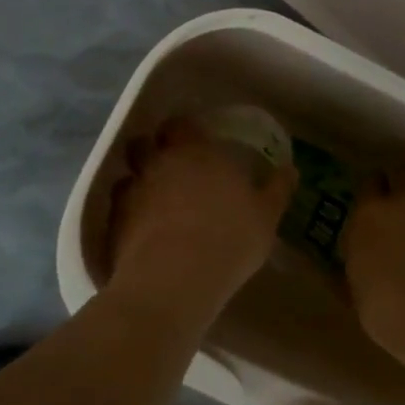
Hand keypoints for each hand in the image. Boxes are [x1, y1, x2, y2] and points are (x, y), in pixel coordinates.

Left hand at [105, 118, 296, 324]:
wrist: (174, 280)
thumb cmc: (229, 239)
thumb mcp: (266, 216)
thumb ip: (277, 189)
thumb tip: (291, 169)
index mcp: (196, 151)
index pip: (181, 124)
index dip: (185, 131)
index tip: (196, 142)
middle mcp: (159, 162)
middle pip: (145, 142)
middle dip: (155, 150)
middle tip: (173, 169)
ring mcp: (132, 191)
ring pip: (128, 174)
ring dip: (139, 181)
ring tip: (155, 200)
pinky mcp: (114, 222)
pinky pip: (119, 207)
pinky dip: (128, 212)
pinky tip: (142, 229)